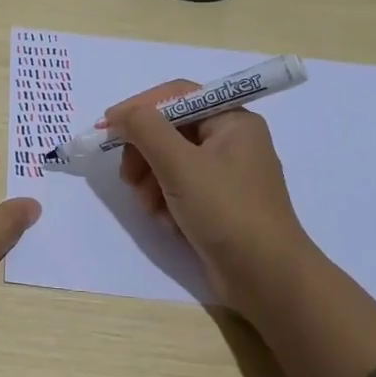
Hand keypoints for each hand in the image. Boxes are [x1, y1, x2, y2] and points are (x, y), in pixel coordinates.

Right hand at [107, 81, 314, 316]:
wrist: (267, 280)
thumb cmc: (226, 211)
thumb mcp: (180, 164)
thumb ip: (145, 129)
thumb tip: (120, 113)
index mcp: (232, 121)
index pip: (176, 96)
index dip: (139, 107)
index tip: (107, 126)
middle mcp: (230, 141)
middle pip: (169, 130)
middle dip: (144, 154)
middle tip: (128, 177)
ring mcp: (224, 175)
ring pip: (169, 162)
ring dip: (151, 182)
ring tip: (151, 207)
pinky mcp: (217, 205)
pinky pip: (179, 189)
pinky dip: (166, 202)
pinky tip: (168, 222)